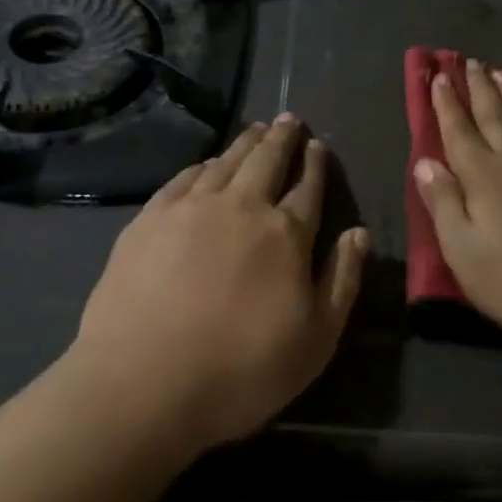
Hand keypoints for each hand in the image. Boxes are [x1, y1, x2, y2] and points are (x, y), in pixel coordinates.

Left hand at [65, 116, 366, 457]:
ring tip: (256, 128)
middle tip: (289, 118)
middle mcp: (243, 207)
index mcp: (286, 233)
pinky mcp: (151, 218)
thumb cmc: (240, 370)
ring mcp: (193, 208)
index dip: (316, 165)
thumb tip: (359, 232)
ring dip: (246, 142)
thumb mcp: (315, 340)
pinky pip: (185, 177)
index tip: (318, 145)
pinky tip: (207, 163)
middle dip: (282, 137)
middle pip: (268, 160)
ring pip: (227, 161)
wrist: (142, 383)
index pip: (308, 187)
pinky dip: (203, 165)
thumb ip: (342, 281)